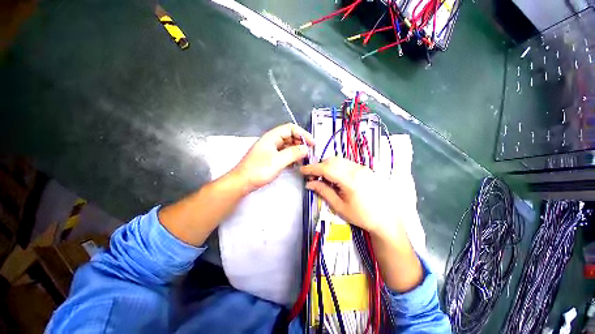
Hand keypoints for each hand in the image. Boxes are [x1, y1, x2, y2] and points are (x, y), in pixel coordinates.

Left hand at [232, 123, 314, 191]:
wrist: (243, 182)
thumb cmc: (258, 170)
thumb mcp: (278, 161)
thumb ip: (293, 153)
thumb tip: (306, 149)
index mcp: (272, 137)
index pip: (290, 128)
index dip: (303, 134)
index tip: (312, 143)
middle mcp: (272, 141)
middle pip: (290, 136)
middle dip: (301, 142)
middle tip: (310, 152)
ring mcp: (272, 150)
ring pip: (288, 146)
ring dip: (297, 150)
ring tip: (305, 158)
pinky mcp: (272, 158)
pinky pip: (285, 154)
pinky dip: (292, 156)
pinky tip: (297, 163)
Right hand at [300, 157, 394, 236]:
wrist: (387, 219)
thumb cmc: (362, 216)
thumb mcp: (340, 206)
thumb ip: (324, 192)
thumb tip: (309, 183)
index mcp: (350, 180)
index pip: (326, 168)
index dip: (312, 168)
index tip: (302, 170)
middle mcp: (357, 169)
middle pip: (332, 160)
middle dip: (319, 166)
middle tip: (312, 176)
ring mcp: (363, 168)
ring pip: (340, 160)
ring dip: (328, 165)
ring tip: (324, 177)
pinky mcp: (366, 169)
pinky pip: (347, 163)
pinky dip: (338, 167)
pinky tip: (337, 177)